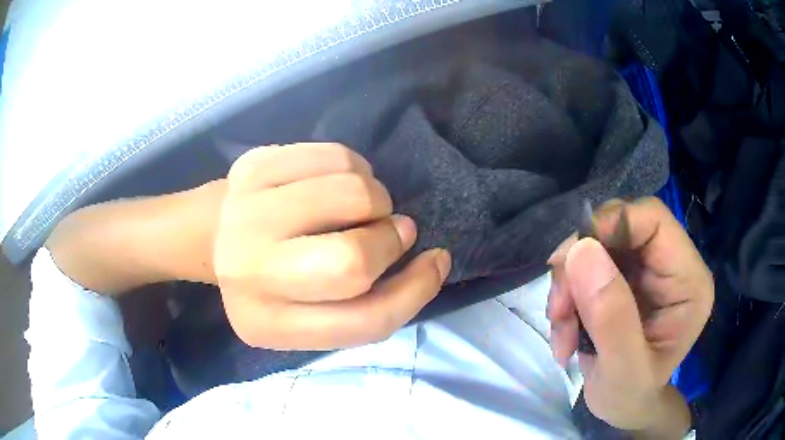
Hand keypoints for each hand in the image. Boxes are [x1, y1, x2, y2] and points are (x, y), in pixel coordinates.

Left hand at [213, 143, 450, 349]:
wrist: (213, 236)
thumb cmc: (271, 280)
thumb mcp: (313, 314)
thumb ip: (370, 302)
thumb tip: (428, 258)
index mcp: (268, 325)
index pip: (365, 320)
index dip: (416, 291)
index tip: (435, 262)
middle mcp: (248, 273)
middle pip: (352, 260)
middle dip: (389, 239)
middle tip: (388, 230)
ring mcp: (246, 212)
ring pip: (353, 193)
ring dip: (377, 198)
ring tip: (360, 207)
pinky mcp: (253, 166)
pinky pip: (337, 156)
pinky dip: (355, 168)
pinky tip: (335, 183)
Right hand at [548, 198, 713, 430]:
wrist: (623, 408)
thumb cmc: (631, 397)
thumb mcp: (623, 370)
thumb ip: (611, 317)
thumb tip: (581, 250)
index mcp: (688, 280)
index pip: (652, 219)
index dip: (610, 225)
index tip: (568, 260)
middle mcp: (670, 265)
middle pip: (618, 230)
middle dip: (580, 267)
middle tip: (558, 310)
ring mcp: (646, 271)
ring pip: (596, 249)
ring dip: (569, 288)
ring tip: (561, 332)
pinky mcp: (623, 279)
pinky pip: (585, 269)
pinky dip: (567, 298)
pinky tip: (565, 332)